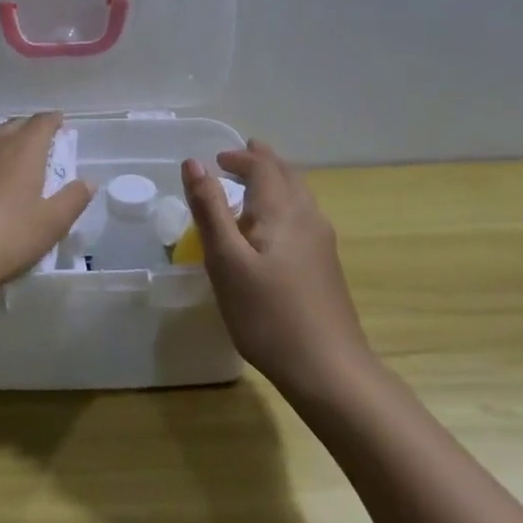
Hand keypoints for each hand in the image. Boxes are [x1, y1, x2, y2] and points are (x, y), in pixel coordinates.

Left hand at [0, 113, 93, 304]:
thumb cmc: (3, 237)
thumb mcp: (50, 224)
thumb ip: (72, 200)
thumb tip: (87, 181)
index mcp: (23, 150)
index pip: (41, 123)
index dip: (54, 121)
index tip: (62, 124)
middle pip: (15, 126)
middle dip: (32, 129)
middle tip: (46, 142)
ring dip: (9, 142)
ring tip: (21, 159)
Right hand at [182, 140, 366, 390]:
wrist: (327, 368)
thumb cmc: (267, 313)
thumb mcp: (226, 260)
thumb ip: (209, 209)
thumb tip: (194, 163)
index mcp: (283, 211)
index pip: (262, 167)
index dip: (239, 158)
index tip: (215, 159)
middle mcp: (308, 217)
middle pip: (287, 176)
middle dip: (262, 162)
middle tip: (240, 155)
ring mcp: (322, 243)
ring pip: (298, 196)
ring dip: (275, 182)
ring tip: (254, 184)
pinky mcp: (325, 266)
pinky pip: (302, 217)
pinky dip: (282, 205)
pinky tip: (273, 228)